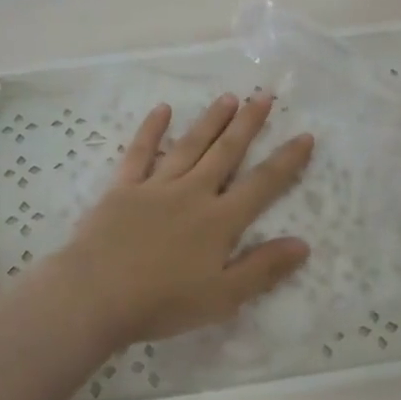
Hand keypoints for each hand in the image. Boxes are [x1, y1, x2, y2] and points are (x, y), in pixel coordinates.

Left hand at [33, 92, 314, 348]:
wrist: (96, 294)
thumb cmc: (162, 303)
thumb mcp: (222, 297)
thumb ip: (263, 268)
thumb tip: (303, 244)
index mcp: (219, 221)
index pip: (262, 184)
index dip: (286, 160)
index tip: (305, 136)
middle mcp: (192, 193)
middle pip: (226, 152)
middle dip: (248, 124)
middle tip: (264, 96)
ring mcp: (155, 186)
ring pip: (190, 145)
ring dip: (211, 120)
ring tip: (228, 98)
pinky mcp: (123, 187)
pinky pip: (141, 152)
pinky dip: (152, 129)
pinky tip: (163, 109)